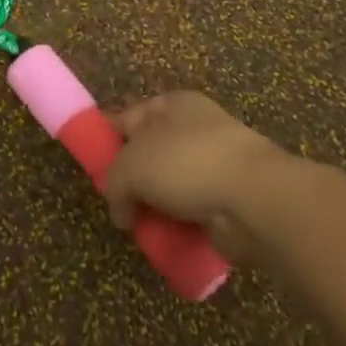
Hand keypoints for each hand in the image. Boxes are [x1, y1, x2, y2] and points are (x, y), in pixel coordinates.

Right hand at [104, 91, 285, 260]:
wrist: (254, 198)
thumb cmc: (186, 163)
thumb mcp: (131, 166)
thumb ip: (114, 184)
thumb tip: (121, 212)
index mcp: (171, 104)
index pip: (127, 117)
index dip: (107, 140)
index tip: (92, 168)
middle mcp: (193, 128)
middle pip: (149, 154)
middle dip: (132, 182)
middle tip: (116, 205)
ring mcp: (215, 164)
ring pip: (170, 187)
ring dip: (155, 208)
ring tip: (140, 229)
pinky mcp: (229, 200)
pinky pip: (193, 213)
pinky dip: (180, 227)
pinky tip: (167, 241)